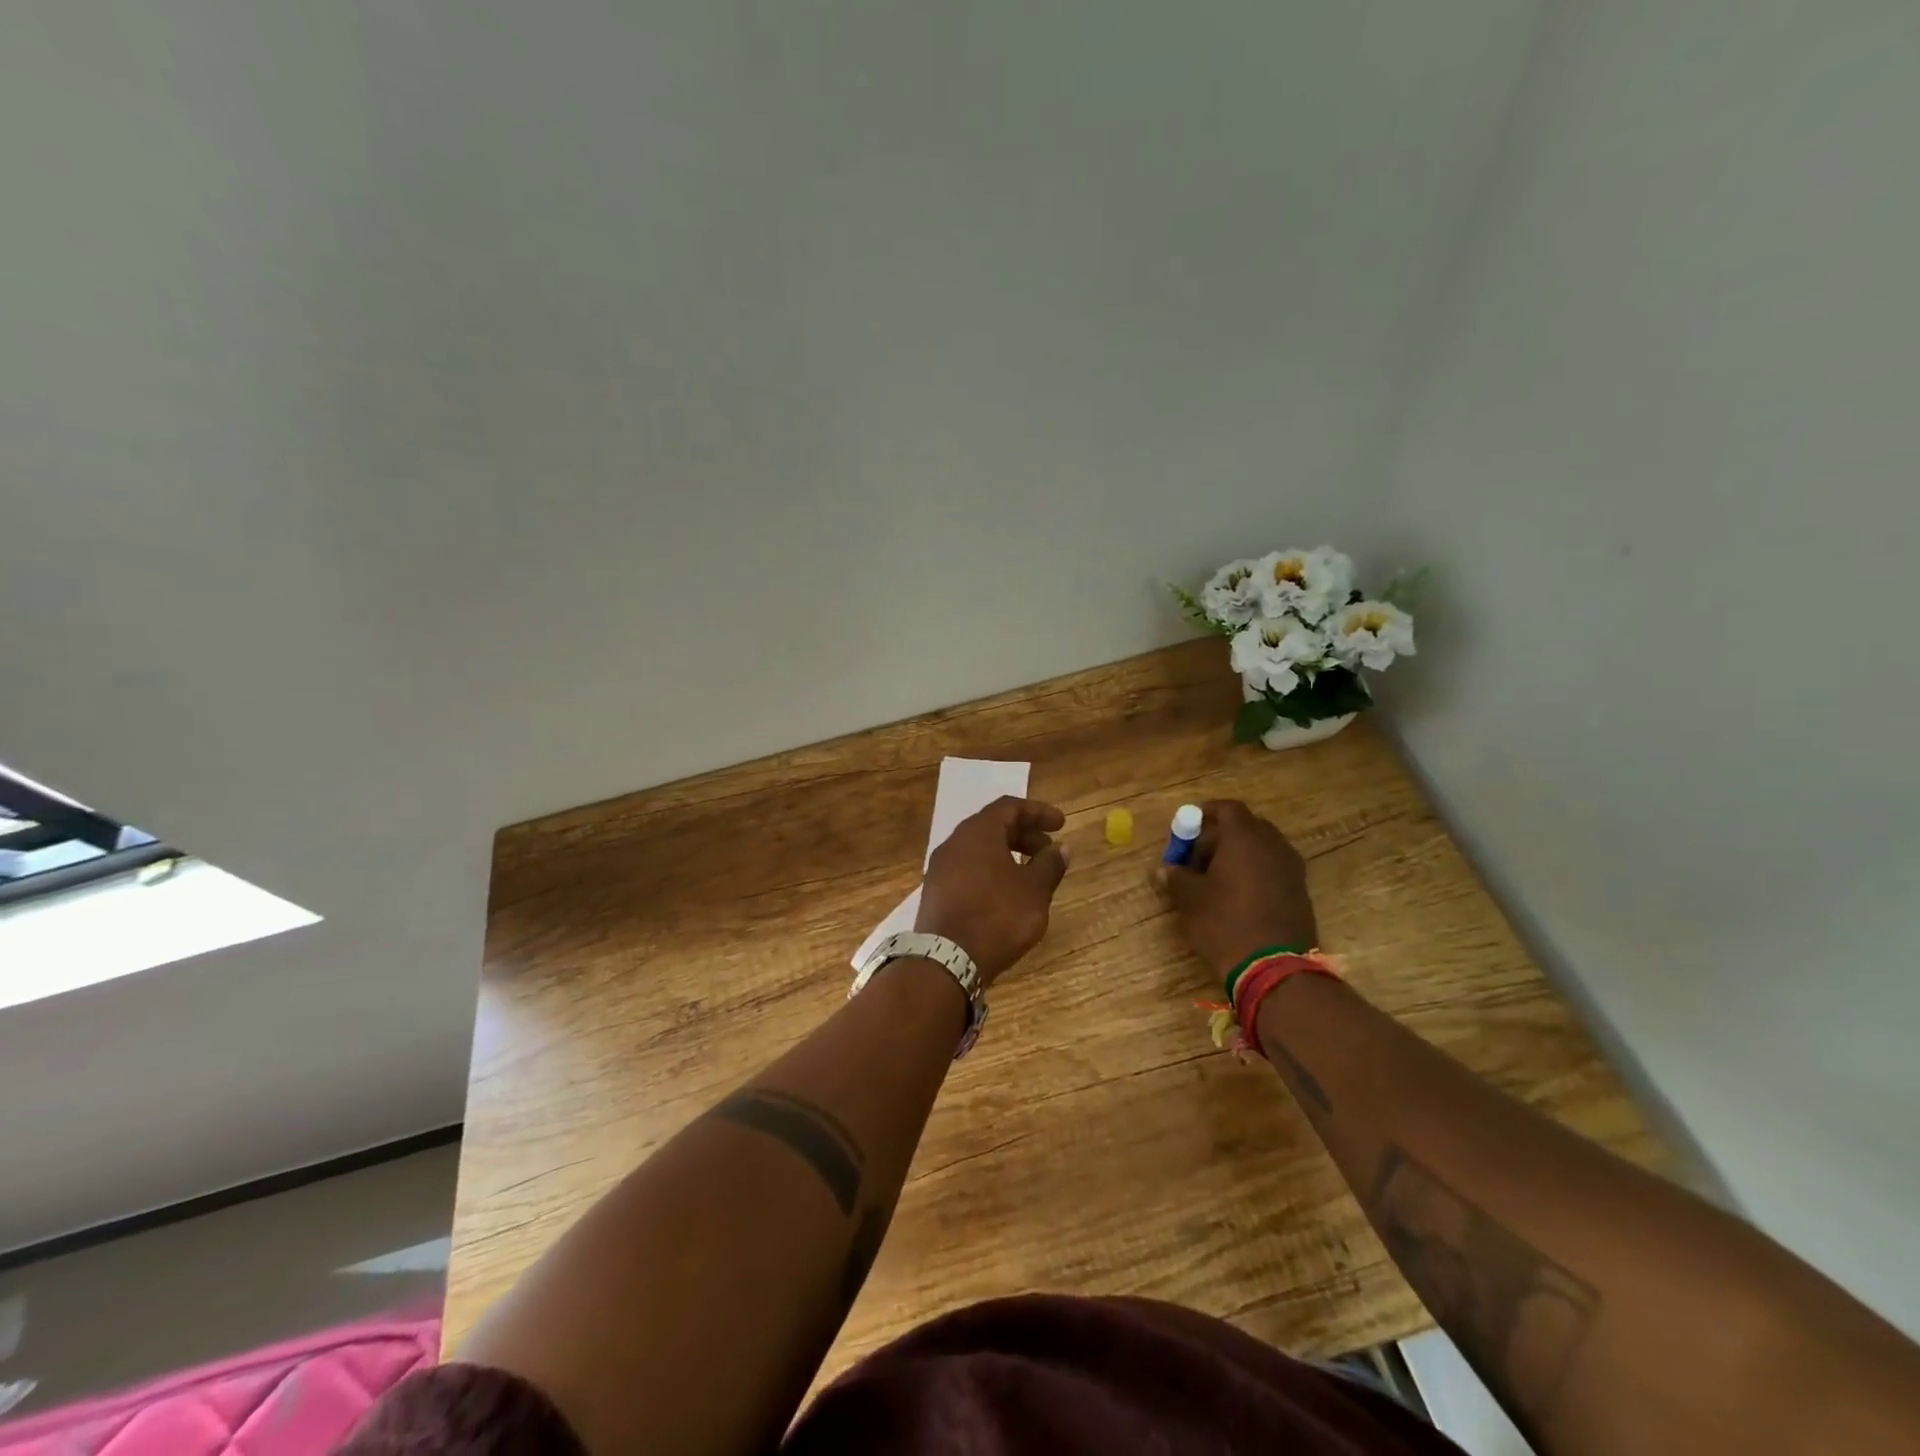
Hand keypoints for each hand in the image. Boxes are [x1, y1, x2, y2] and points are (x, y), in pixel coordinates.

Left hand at [916, 796, 1070, 985]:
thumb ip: (1050, 865)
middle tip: (1048, 851)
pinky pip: (967, 869)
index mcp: (977, 832)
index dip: (1038, 812)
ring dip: (1007, 854)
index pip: (1009, 806)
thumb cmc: (997, 916)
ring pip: (978, 849)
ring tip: (1031, 875)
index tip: (1060, 824)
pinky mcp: (935, 892)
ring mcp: (940, 868)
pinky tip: (1006, 894)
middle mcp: (954, 843)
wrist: (947, 961)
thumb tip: (1062, 848)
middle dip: (1024, 834)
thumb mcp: (1034, 890)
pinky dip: (991, 871)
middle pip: (992, 826)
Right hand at [1152, 799, 1317, 979]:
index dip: (1205, 813)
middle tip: (1197, 856)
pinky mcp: (1299, 891)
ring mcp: (1291, 868)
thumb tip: (1164, 869)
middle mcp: (1272, 845)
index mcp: (1245, 838)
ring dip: (1238, 856)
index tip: (1187, 828)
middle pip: (1246, 827)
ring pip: (1261, 849)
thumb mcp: (1190, 900)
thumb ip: (1176, 877)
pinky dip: (1254, 873)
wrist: (1274, 968)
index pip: (1227, 808)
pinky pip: (1272, 869)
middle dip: (1220, 836)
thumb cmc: (1225, 923)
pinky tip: (1236, 897)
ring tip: (1215, 879)